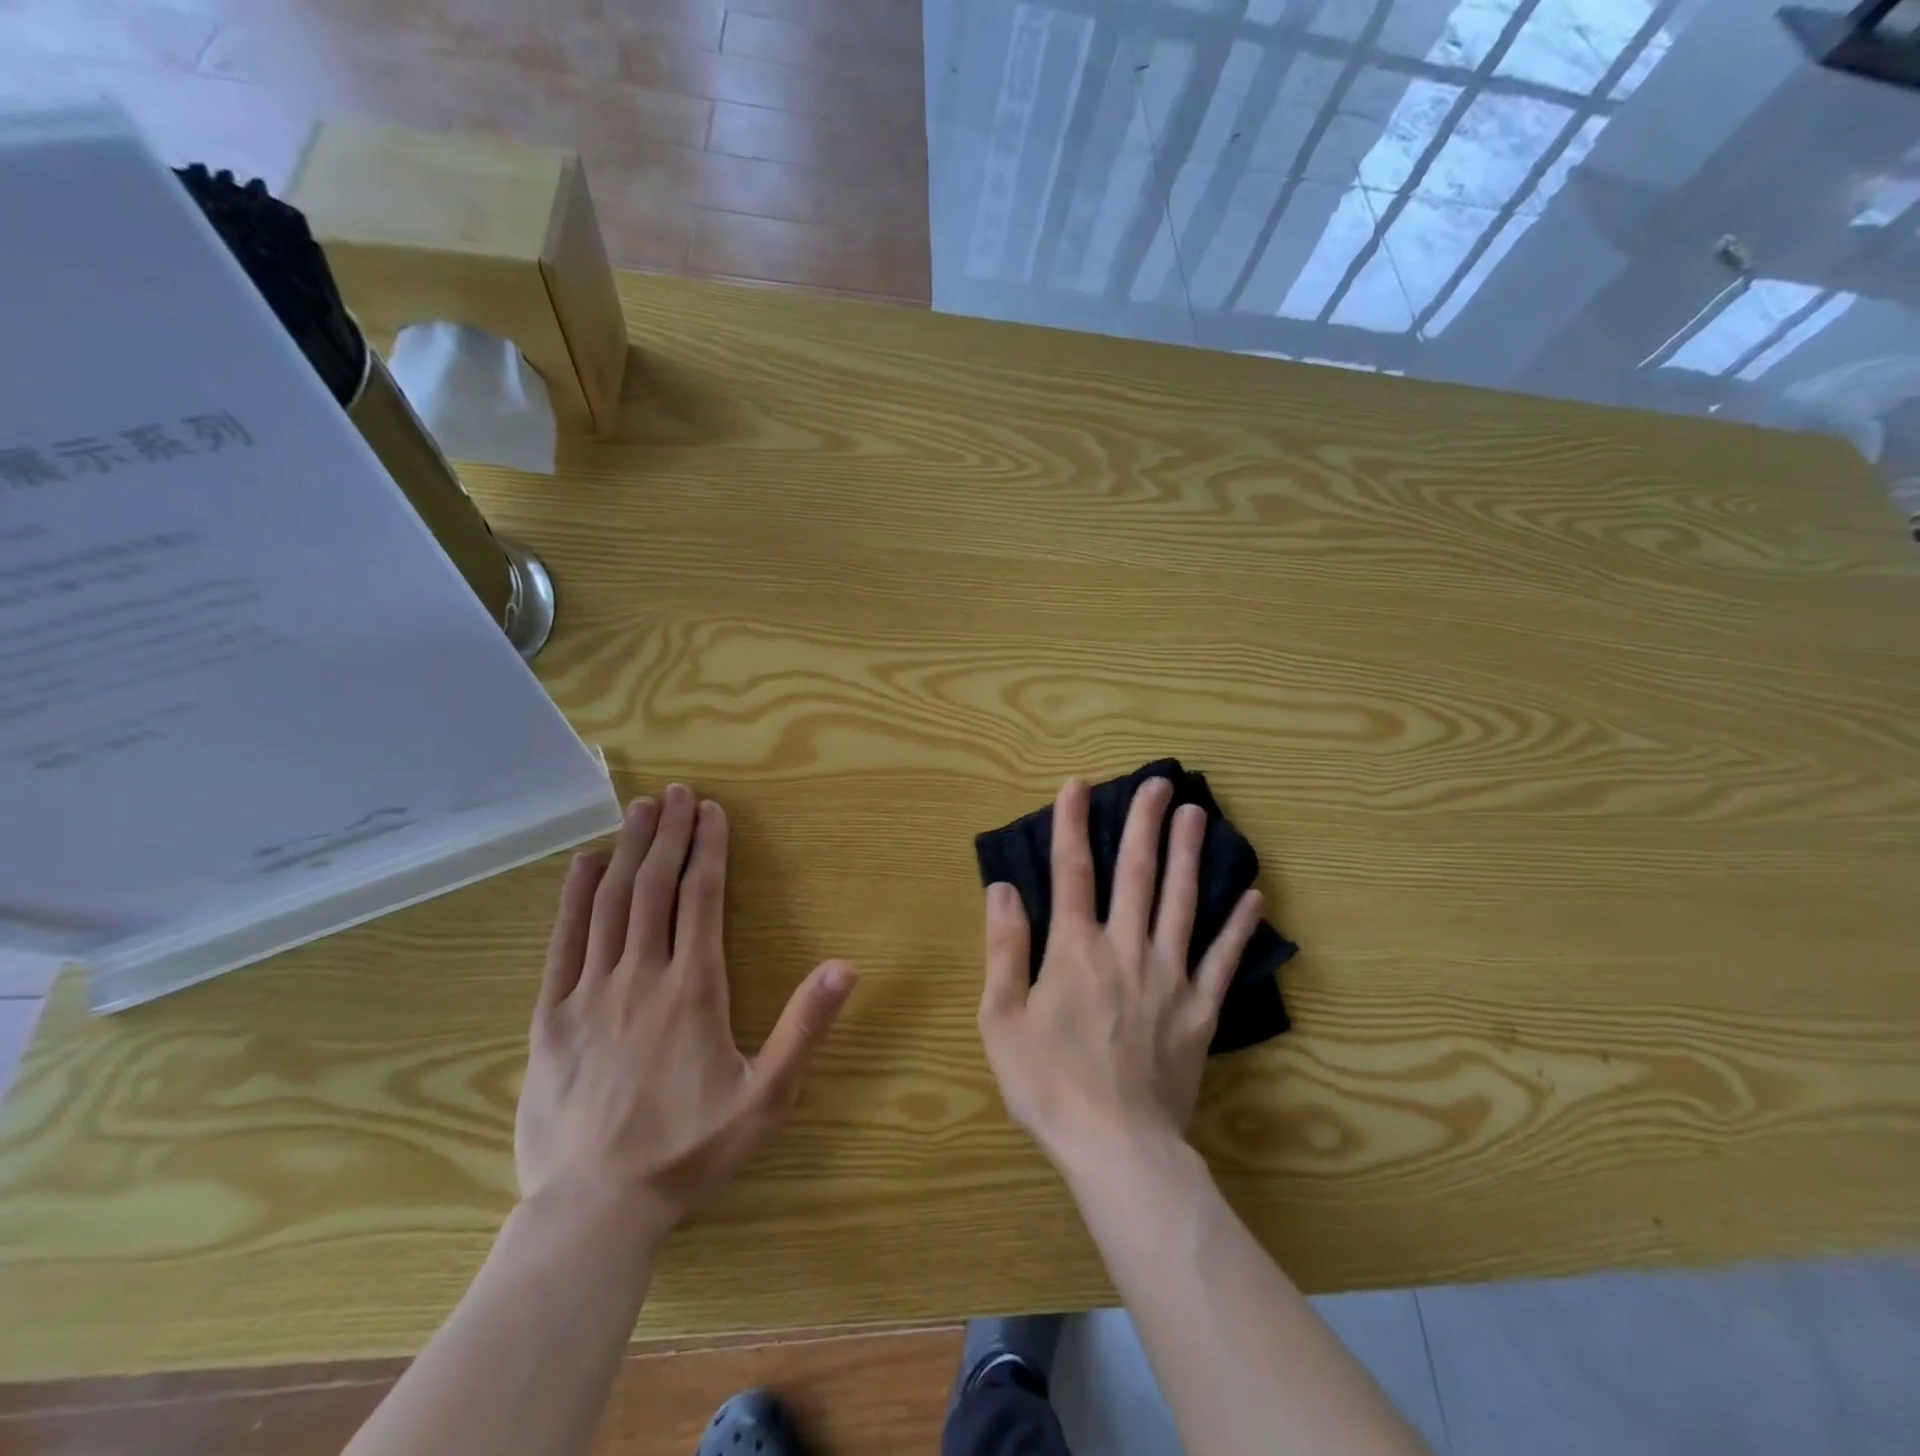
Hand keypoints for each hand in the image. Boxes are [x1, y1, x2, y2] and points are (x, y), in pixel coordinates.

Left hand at [515, 784, 857, 1235]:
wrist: (592, 1213)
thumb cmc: (689, 1152)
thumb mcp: (767, 1098)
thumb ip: (807, 1028)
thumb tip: (846, 966)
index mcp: (693, 989)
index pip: (702, 898)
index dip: (709, 849)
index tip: (713, 811)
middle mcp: (640, 976)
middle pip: (655, 887)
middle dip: (669, 834)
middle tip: (677, 792)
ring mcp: (588, 993)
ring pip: (610, 903)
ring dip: (627, 851)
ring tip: (639, 810)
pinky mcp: (550, 1017)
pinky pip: (563, 942)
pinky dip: (573, 897)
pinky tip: (583, 866)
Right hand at [977, 777, 1262, 1173]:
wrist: (1117, 1147)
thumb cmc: (1049, 1084)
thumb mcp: (1002, 1019)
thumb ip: (1004, 948)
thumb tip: (1002, 889)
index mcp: (1075, 950)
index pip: (1071, 872)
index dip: (1072, 825)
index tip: (1078, 786)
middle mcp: (1126, 949)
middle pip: (1137, 874)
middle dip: (1145, 824)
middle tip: (1160, 783)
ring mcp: (1170, 977)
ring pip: (1183, 903)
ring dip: (1190, 855)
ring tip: (1199, 815)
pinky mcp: (1200, 1009)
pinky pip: (1223, 959)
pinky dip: (1239, 926)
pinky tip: (1254, 896)